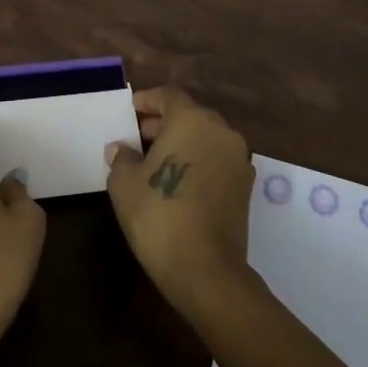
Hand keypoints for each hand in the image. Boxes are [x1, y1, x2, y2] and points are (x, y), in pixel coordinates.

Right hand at [105, 86, 255, 319]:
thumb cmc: (159, 215)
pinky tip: (178, 181)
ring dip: (182, 142)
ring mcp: (238, 159)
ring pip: (206, 138)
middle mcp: (221, 131)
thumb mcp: (125, 184)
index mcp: (192, 120)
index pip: (168, 96)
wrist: (205, 270)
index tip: (130, 112)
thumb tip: (121, 148)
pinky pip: (217, 160)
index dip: (146, 101)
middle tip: (138, 137)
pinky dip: (198, 161)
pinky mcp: (245, 186)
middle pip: (190, 115)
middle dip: (163, 123)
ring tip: (154, 161)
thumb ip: (122, 158)